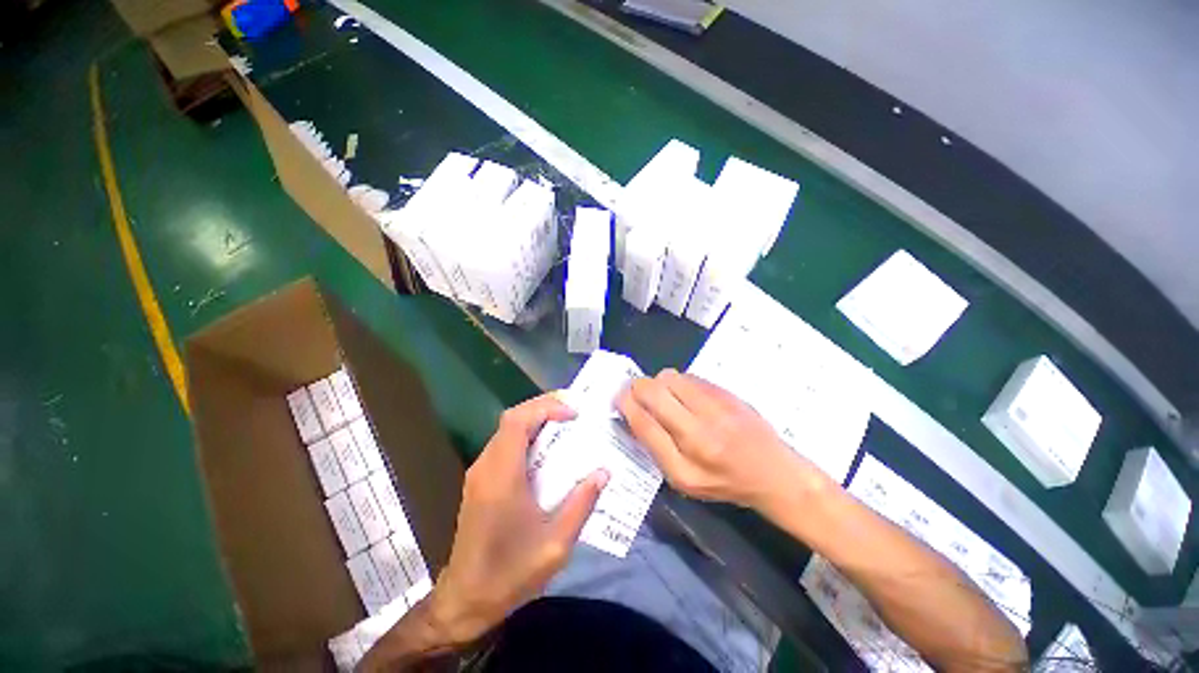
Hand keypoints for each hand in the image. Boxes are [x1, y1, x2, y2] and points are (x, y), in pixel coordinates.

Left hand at [429, 394, 608, 642]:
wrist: (466, 599)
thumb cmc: (511, 571)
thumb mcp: (556, 543)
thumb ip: (581, 503)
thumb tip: (603, 472)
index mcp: (501, 476)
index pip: (517, 421)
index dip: (545, 408)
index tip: (573, 413)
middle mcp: (486, 466)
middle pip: (511, 418)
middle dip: (542, 406)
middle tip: (573, 410)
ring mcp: (479, 472)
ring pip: (506, 429)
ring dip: (535, 419)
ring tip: (564, 423)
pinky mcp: (480, 481)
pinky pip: (504, 444)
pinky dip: (526, 435)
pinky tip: (546, 448)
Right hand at [617, 369, 831, 513]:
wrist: (774, 472)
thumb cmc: (724, 482)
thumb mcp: (684, 480)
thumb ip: (656, 447)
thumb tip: (633, 413)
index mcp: (685, 463)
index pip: (643, 422)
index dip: (625, 404)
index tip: (619, 398)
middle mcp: (700, 431)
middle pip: (653, 391)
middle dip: (637, 387)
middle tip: (636, 392)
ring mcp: (716, 407)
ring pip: (669, 377)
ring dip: (659, 383)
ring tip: (665, 397)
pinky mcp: (726, 392)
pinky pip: (689, 376)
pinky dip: (678, 382)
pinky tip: (685, 395)